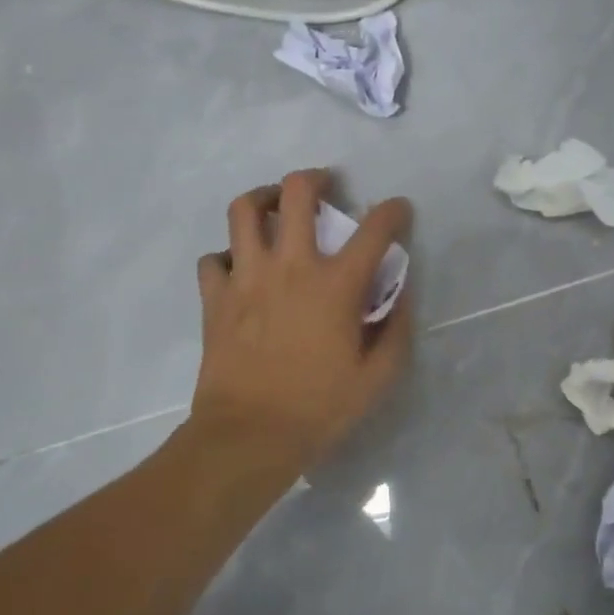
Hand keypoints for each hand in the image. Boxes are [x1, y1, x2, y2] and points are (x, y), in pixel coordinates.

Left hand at [190, 170, 412, 475]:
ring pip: (244, 209)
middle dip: (316, 178)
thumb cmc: (319, 408)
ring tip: (275, 207)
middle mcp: (291, 266)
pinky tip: (240, 267)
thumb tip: (400, 296)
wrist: (248, 436)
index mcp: (336, 284)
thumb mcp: (378, 377)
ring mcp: (247, 277)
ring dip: (264, 198)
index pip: (375, 229)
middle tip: (325, 186)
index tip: (399, 210)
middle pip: (297, 192)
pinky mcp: (215, 298)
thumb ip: (395, 330)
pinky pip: (213, 258)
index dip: (394, 211)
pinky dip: (227, 255)